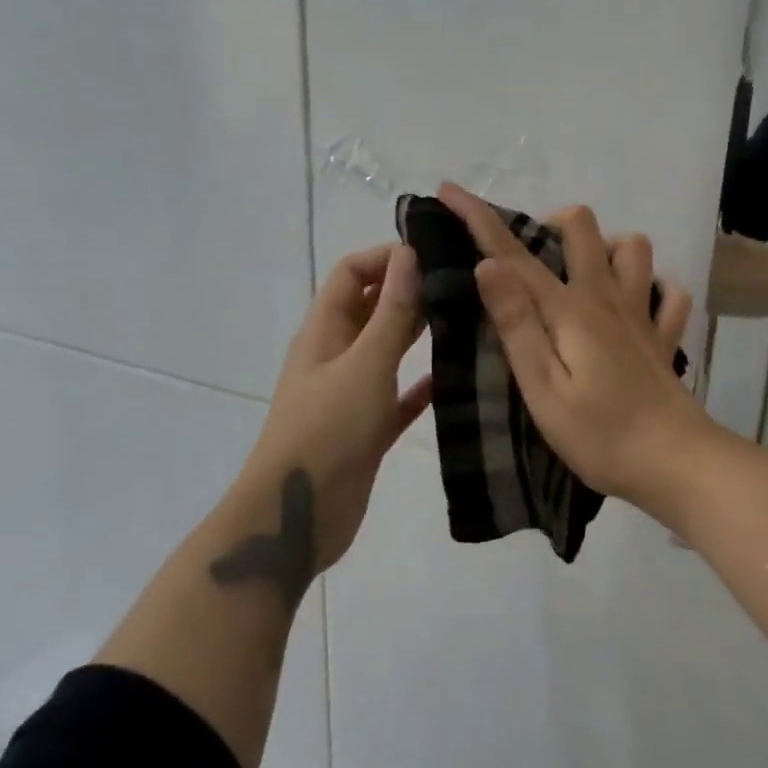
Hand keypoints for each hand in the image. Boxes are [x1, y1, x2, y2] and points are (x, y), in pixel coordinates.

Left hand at [242, 244, 431, 571]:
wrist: (299, 514)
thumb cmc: (328, 428)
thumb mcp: (365, 362)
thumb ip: (392, 310)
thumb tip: (410, 253)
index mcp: (324, 330)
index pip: (351, 273)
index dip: (386, 258)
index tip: (434, 256)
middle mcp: (336, 355)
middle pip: (372, 308)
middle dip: (410, 293)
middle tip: (463, 286)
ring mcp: (351, 393)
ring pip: (388, 351)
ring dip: (419, 335)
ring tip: (468, 322)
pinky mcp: (367, 429)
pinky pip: (398, 396)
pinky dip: (421, 385)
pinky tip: (455, 378)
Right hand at [437, 183, 710, 509]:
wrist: (677, 464)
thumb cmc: (600, 435)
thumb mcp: (542, 387)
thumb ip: (516, 324)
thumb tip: (488, 265)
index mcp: (570, 310)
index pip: (514, 254)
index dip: (479, 218)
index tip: (450, 191)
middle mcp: (608, 298)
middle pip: (583, 227)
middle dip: (549, 224)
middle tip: (529, 260)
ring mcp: (642, 314)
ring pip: (633, 248)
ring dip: (605, 248)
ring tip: (581, 277)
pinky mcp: (663, 337)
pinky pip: (668, 294)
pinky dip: (651, 290)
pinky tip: (635, 307)